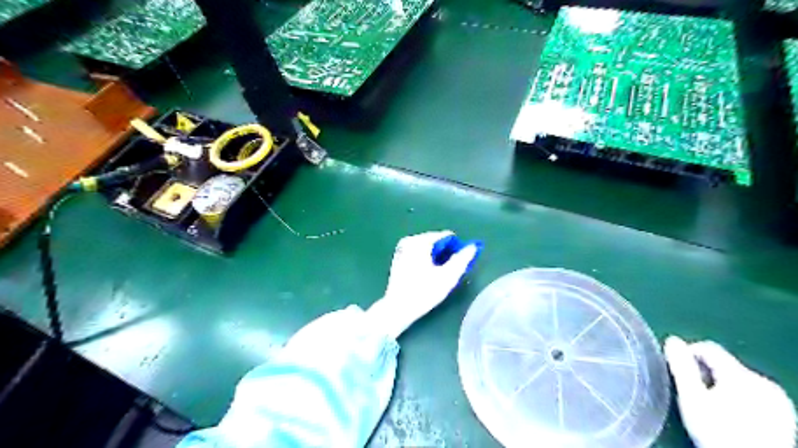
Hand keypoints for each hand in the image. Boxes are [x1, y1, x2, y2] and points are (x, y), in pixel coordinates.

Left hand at [367, 231, 478, 338]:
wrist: (397, 308)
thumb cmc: (424, 292)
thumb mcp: (447, 277)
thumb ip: (462, 259)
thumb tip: (473, 246)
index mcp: (420, 241)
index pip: (446, 236)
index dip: (457, 248)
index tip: (460, 264)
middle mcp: (410, 240)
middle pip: (436, 241)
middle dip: (446, 253)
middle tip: (449, 271)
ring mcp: (402, 248)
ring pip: (427, 247)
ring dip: (436, 257)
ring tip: (439, 275)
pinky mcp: (398, 258)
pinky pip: (418, 253)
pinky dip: (426, 259)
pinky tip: (427, 275)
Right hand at [665, 336, 793, 447]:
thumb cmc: (719, 433)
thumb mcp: (692, 399)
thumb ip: (682, 367)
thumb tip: (672, 341)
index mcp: (741, 375)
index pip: (708, 348)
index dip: (688, 355)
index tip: (678, 372)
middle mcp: (764, 382)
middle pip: (723, 365)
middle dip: (706, 375)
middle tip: (694, 395)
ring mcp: (778, 400)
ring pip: (738, 380)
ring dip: (721, 387)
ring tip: (712, 409)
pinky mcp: (784, 415)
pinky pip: (754, 395)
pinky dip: (739, 399)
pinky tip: (733, 417)